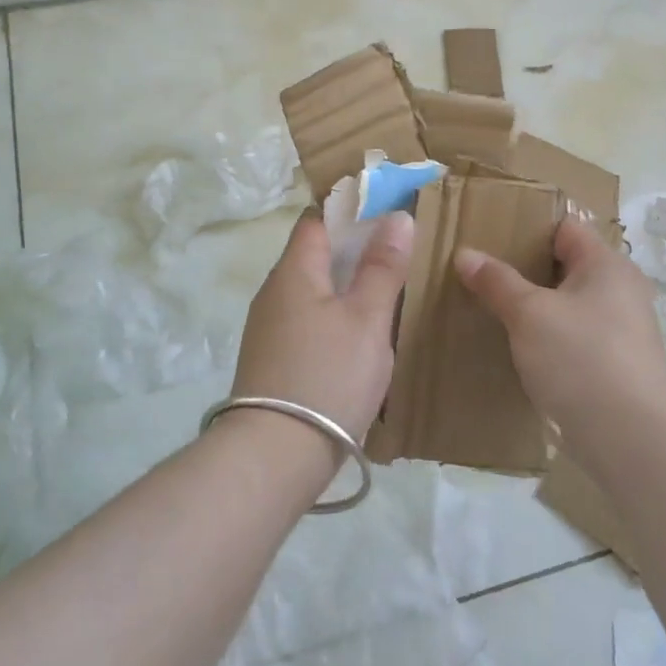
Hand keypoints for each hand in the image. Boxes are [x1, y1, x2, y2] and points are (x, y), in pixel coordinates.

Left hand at [227, 208, 414, 453]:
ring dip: (344, 285)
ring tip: (385, 292)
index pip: (317, 219)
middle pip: (314, 254)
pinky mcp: (272, 359)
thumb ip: (383, 267)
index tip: (388, 212)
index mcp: (294, 270)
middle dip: (353, 249)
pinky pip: (307, 320)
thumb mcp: (367, 318)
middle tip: (397, 254)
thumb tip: (397, 217)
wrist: (275, 455)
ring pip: (312, 290)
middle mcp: (274, 291)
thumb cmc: (328, 375)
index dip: (351, 210)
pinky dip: (333, 315)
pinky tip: (357, 336)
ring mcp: (268, 327)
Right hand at [454, 219, 665, 448]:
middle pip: (567, 266)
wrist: (630, 438)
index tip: (490, 236)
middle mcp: (621, 290)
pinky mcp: (616, 365)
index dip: (528, 228)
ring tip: (494, 308)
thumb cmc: (580, 358)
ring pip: (570, 304)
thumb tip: (465, 254)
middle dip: (527, 269)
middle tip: (483, 273)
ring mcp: (622, 330)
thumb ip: (497, 281)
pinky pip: (576, 336)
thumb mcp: (529, 314)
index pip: (565, 228)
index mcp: (606, 264)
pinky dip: (550, 335)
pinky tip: (520, 347)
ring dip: (537, 306)